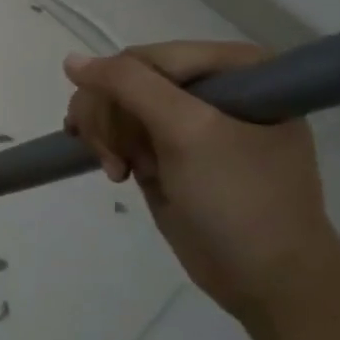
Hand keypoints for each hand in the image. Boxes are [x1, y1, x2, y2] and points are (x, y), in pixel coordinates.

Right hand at [64, 43, 339, 339]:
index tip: (116, 136)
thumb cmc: (240, 200)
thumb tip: (71, 60)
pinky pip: (119, 130)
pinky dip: (107, 148)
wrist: (269, 282)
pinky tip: (113, 170)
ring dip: (105, 137)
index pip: (147, 57)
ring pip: (115, 104)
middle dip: (111, 119)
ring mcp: (188, 119)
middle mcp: (212, 86)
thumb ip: (129, 85)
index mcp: (236, 68)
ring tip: (117, 172)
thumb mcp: (188, 132)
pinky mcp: (169, 150)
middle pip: (126, 80)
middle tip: (115, 160)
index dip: (120, 90)